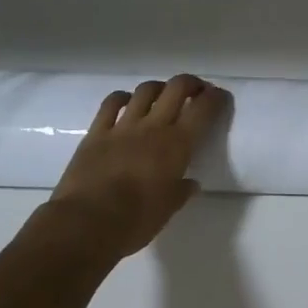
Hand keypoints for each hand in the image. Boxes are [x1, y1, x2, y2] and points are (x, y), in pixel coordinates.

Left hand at [45, 74, 229, 259]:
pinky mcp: (97, 132)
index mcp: (177, 145)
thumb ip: (181, 192)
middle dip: (191, 83)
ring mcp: (123, 126)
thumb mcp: (167, 210)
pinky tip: (126, 102)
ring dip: (159, 88)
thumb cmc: (135, 221)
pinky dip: (122, 97)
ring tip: (162, 96)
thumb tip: (191, 183)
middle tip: (196, 91)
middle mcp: (153, 127)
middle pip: (176, 88)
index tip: (221, 97)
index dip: (215, 98)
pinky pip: (111, 103)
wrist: (86, 224)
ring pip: (145, 90)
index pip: (203, 109)